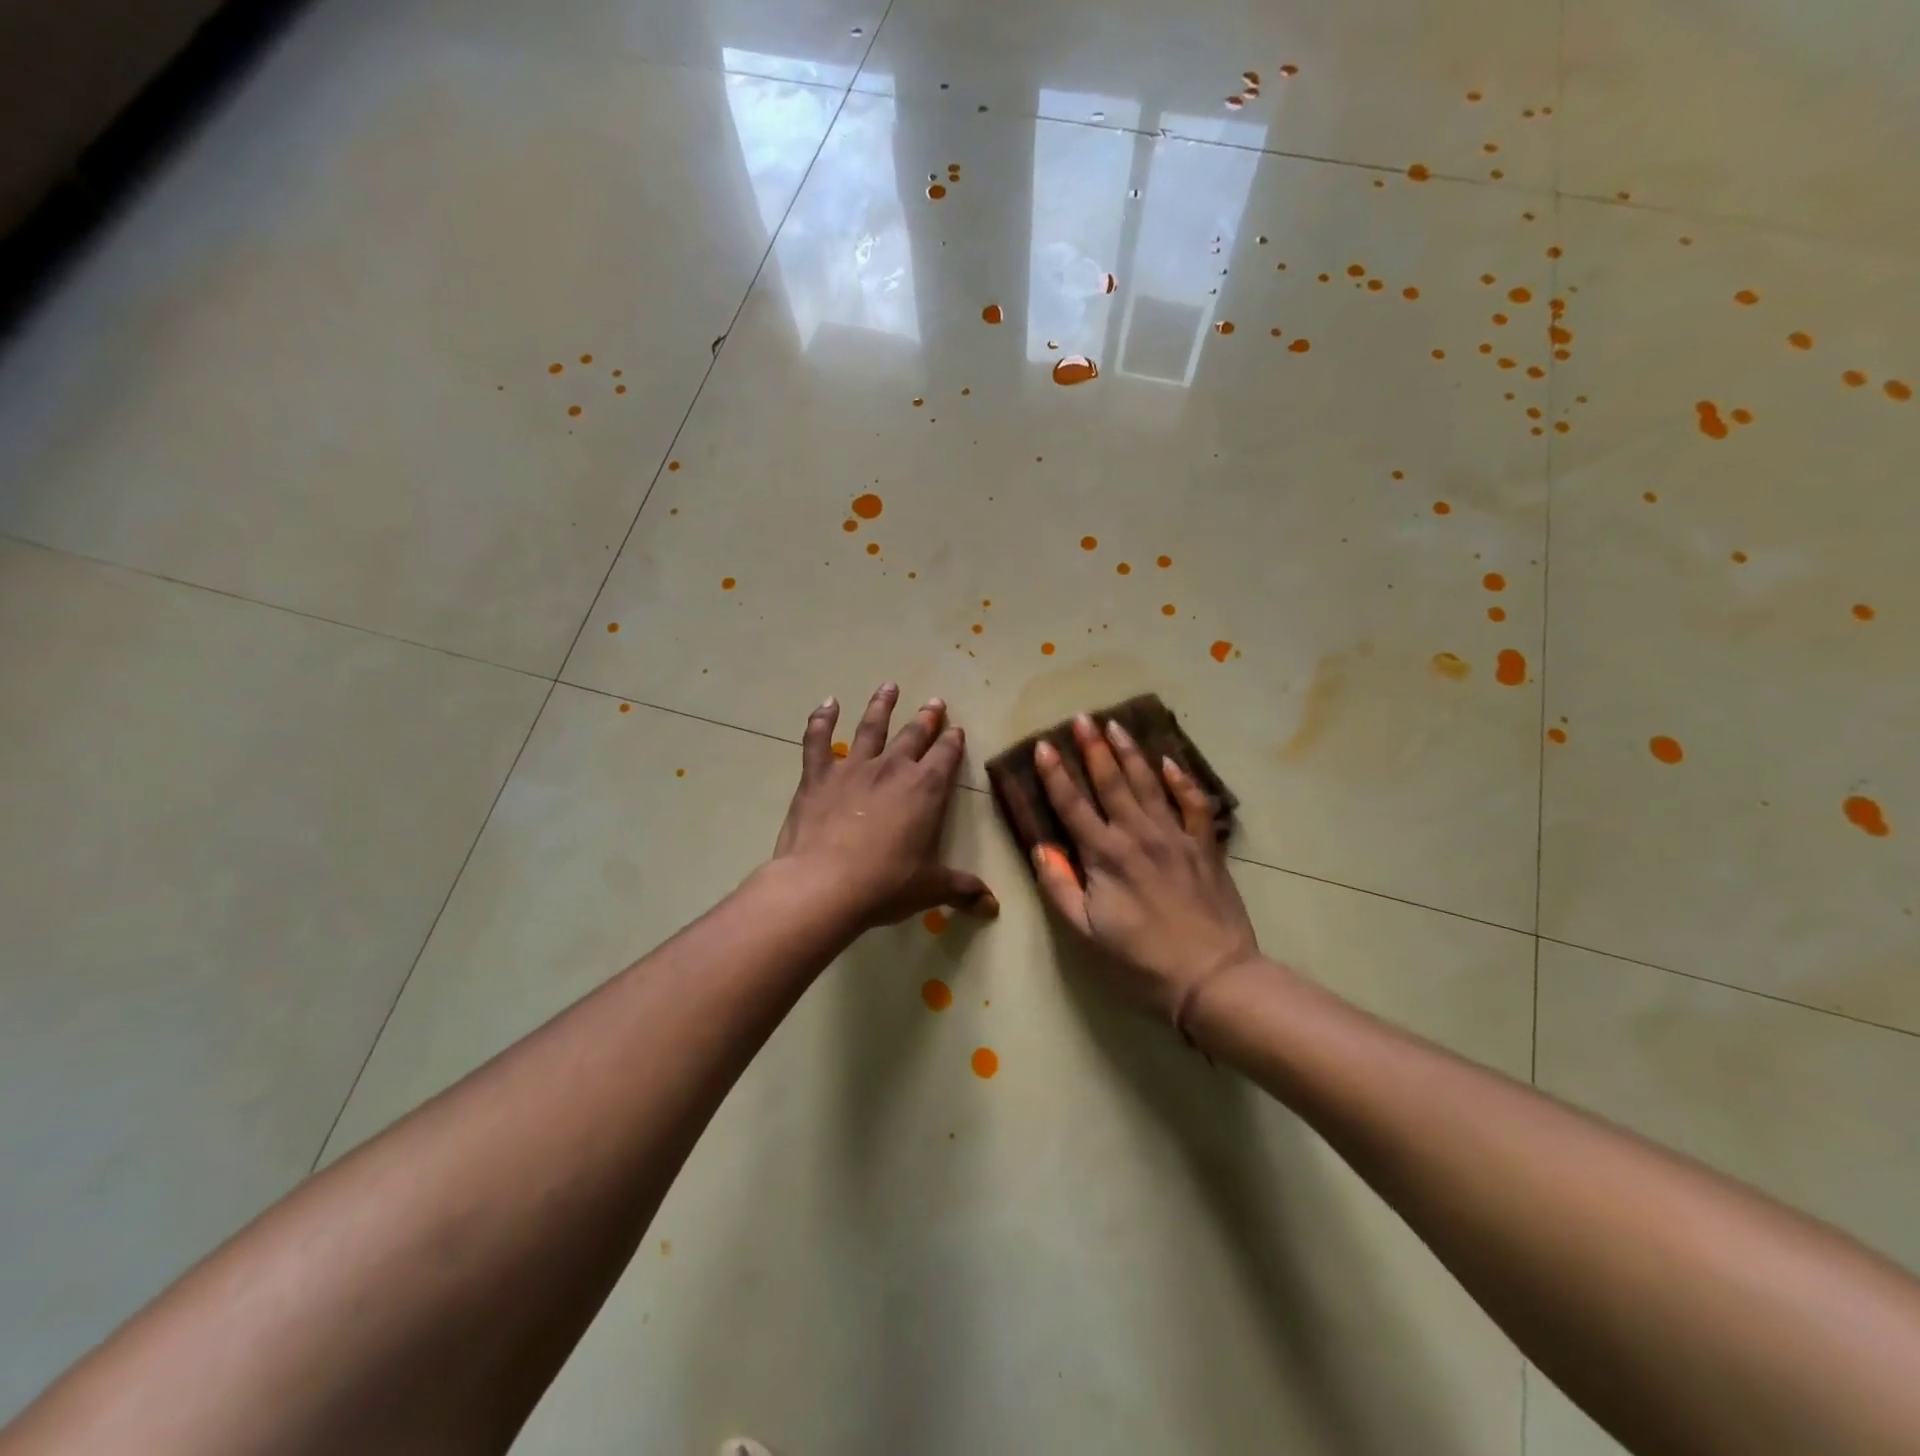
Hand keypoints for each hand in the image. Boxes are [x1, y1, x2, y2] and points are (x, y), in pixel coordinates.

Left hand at [772, 684, 998, 929]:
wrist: (824, 885)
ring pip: (871, 726)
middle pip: (914, 734)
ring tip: (889, 686)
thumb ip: (963, 890)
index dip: (953, 742)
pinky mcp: (817, 776)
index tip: (957, 730)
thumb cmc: (886, 885)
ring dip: (882, 705)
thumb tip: (994, 908)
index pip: (946, 755)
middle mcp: (892, 768)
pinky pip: (818, 740)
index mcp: (926, 789)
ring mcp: (853, 768)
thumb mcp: (931, 889)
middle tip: (934, 702)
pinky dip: (821, 719)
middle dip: (927, 718)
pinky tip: (827, 703)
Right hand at [1032, 715, 1258, 1030]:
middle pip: (1112, 782)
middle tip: (1082, 717)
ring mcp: (1175, 837)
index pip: (1073, 805)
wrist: (1213, 977)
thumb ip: (1060, 887)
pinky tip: (1170, 763)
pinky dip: (1181, 780)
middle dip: (1093, 748)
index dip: (1055, 774)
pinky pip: (1192, 804)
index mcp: (1106, 856)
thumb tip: (1040, 848)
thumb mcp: (1086, 933)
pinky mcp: (1204, 847)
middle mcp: (1139, 835)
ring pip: (1149, 784)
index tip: (1043, 746)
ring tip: (1116, 725)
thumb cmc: (1140, 961)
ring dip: (1130, 753)